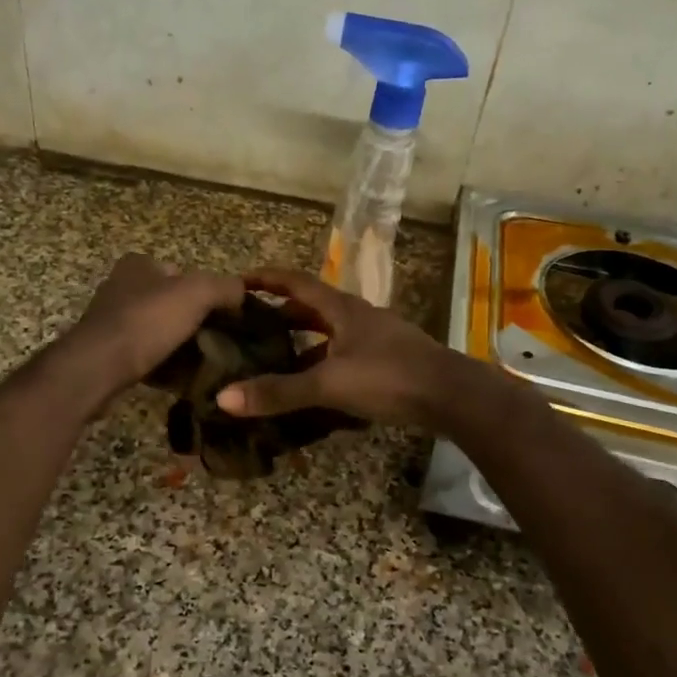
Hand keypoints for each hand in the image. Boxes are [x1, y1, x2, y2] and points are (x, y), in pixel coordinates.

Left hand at [61, 254, 243, 399]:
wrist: (97, 367)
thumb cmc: (146, 322)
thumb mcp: (197, 293)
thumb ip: (225, 287)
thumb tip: (242, 293)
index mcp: (138, 264)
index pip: (182, 272)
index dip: (206, 293)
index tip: (224, 316)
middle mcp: (121, 286)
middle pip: (171, 303)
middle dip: (193, 321)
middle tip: (218, 342)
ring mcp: (111, 321)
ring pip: (158, 330)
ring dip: (179, 345)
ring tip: (204, 363)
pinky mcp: (107, 352)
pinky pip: (145, 355)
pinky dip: (163, 364)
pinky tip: (180, 379)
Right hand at [214, 268, 459, 429]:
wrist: (453, 396)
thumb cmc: (389, 377)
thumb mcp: (329, 384)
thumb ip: (279, 392)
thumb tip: (223, 398)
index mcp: (342, 309)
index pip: (296, 283)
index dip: (267, 279)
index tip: (239, 281)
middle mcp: (358, 317)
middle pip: (313, 307)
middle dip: (282, 313)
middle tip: (251, 326)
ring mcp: (377, 339)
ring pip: (331, 334)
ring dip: (304, 342)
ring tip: (276, 358)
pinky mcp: (389, 362)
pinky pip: (346, 356)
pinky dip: (325, 365)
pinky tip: (315, 388)